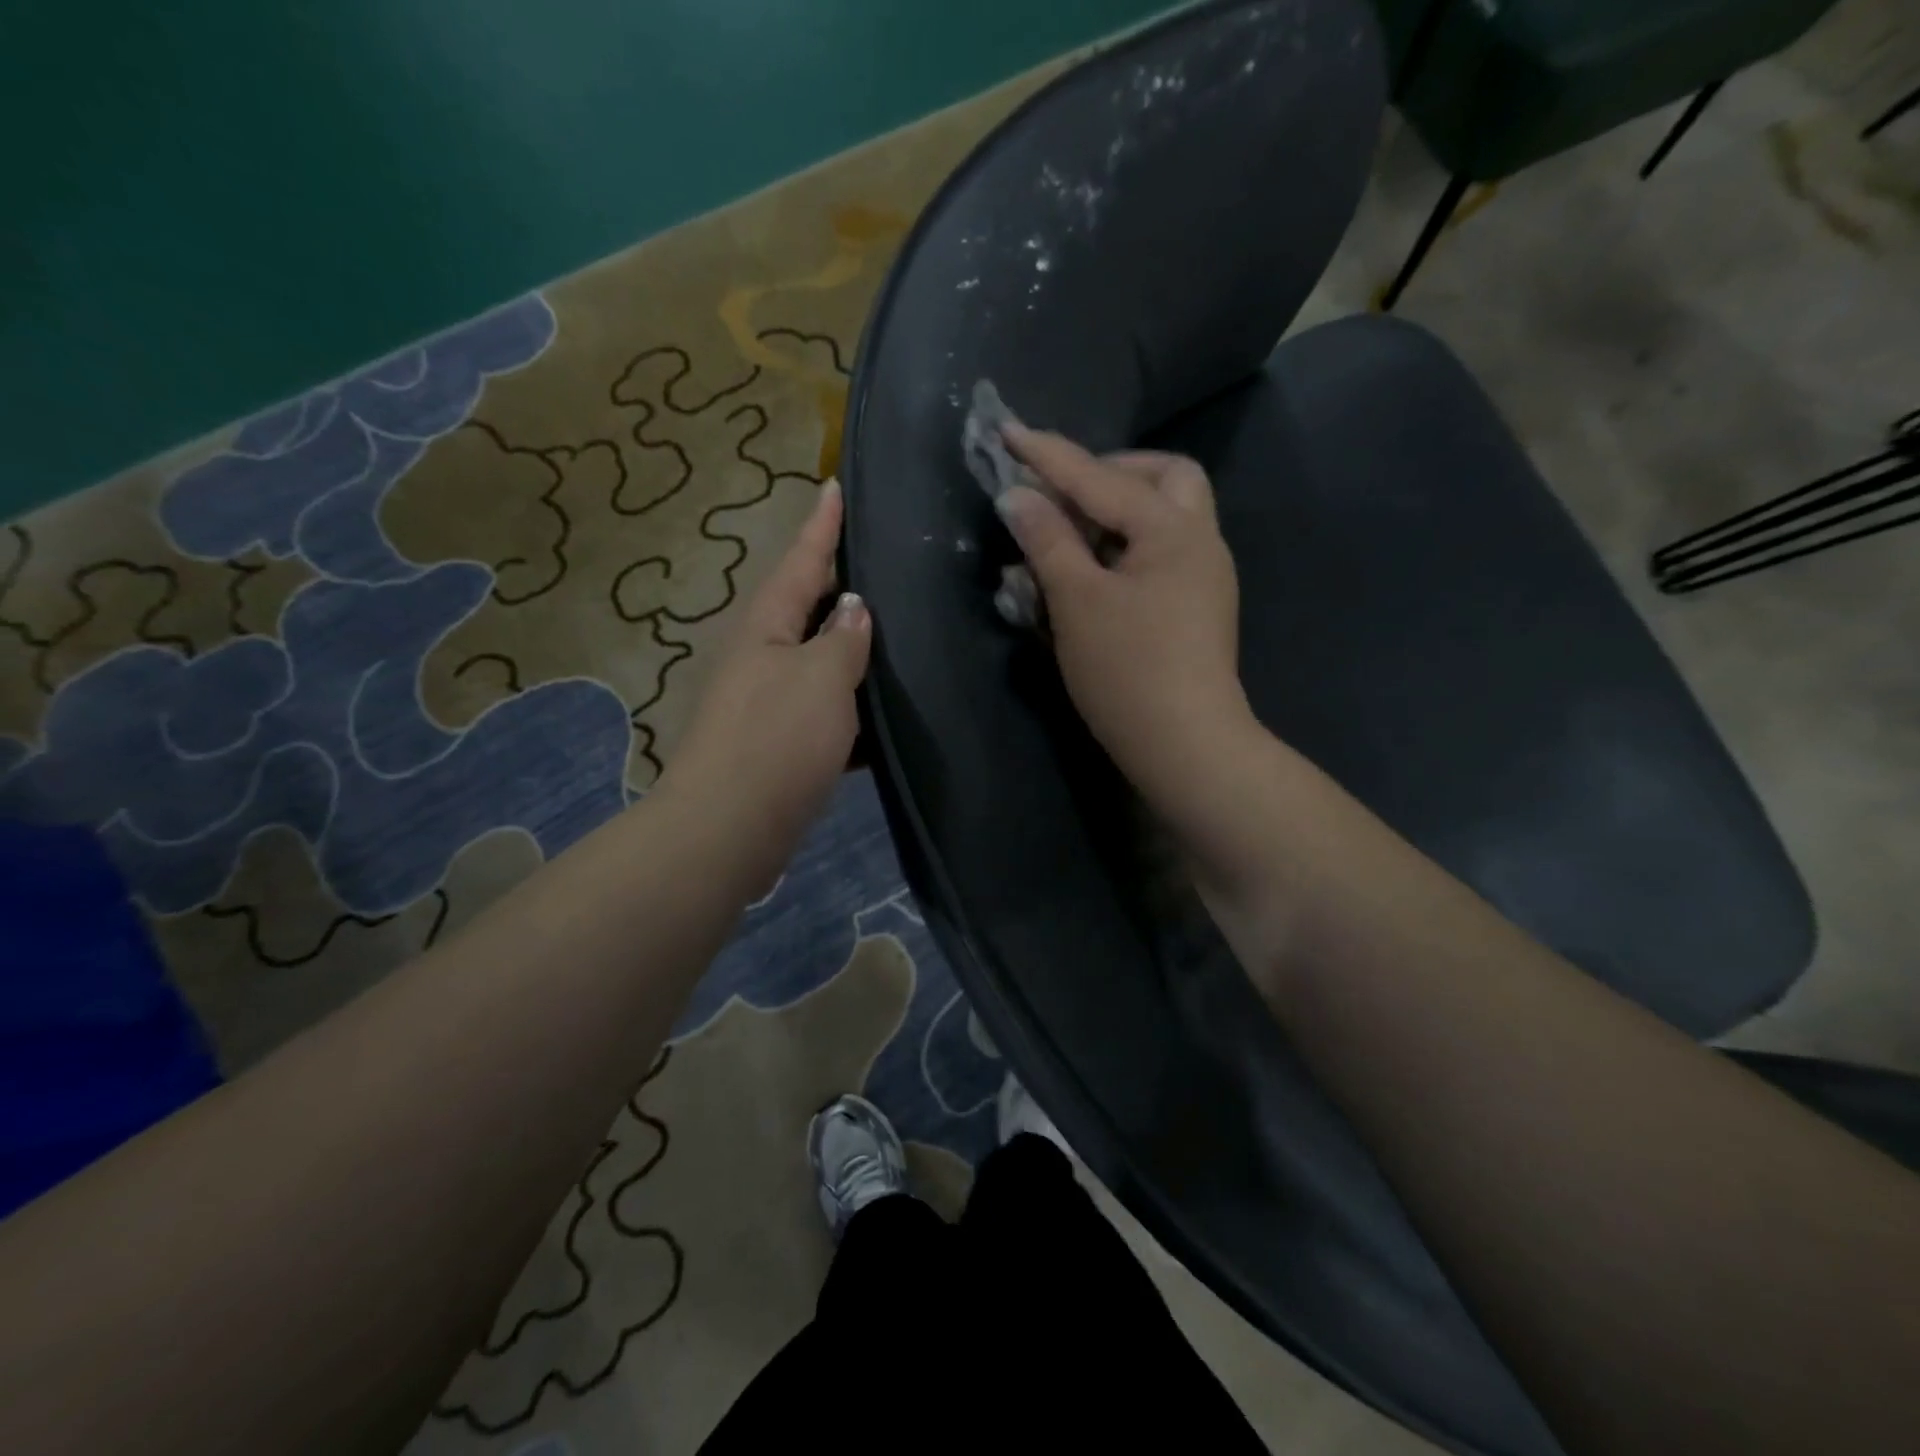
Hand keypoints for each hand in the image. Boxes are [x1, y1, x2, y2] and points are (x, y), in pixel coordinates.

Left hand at [657, 481, 869, 881]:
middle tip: (880, 556)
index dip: (821, 525)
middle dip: (837, 581)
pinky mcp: (779, 742)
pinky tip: (884, 707)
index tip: (835, 484)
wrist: (729, 828)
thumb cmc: (776, 740)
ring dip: (849, 645)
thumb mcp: (821, 678)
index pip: (800, 560)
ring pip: (817, 659)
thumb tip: (854, 608)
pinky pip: (823, 707)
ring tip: (895, 626)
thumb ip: (843, 638)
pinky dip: (851, 702)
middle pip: (804, 606)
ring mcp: (767, 700)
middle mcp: (760, 654)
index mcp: (765, 625)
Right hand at [998, 428, 1256, 808]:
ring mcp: (1204, 577)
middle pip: (1165, 478)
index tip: (1008, 432)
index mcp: (1173, 530)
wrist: (1185, 747)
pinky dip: (1127, 547)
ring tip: (1072, 534)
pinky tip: (1094, 573)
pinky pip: (1162, 553)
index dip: (1049, 456)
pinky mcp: (1196, 608)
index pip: (1100, 478)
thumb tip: (1017, 496)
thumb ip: (1047, 541)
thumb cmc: (1128, 671)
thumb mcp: (1076, 602)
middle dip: (1112, 472)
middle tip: (1065, 494)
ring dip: (1120, 510)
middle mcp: (1200, 541)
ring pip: (1168, 516)